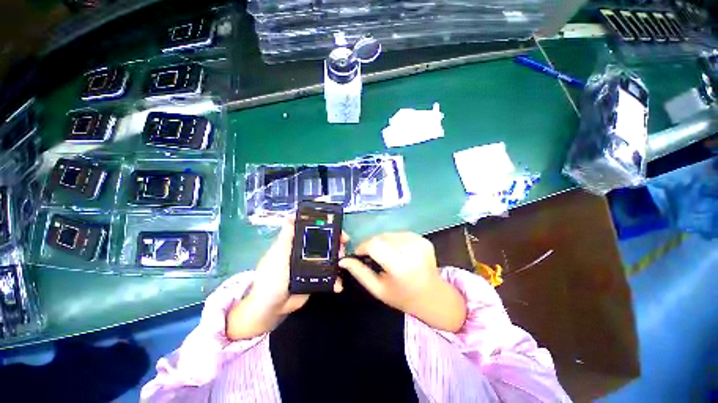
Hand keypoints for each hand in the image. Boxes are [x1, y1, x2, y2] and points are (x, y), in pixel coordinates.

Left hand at [226, 222, 346, 340]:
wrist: (271, 309)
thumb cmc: (271, 278)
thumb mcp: (278, 254)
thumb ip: (286, 237)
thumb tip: (290, 216)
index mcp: (296, 245)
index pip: (313, 231)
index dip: (326, 228)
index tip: (337, 229)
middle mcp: (305, 253)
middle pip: (325, 244)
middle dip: (336, 243)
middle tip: (344, 246)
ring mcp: (312, 267)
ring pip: (329, 259)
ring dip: (339, 259)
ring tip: (343, 263)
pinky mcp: (316, 280)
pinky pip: (329, 276)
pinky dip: (335, 279)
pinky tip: (338, 283)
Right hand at [339, 232, 466, 331]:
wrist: (434, 297)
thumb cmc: (403, 297)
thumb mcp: (378, 289)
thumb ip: (360, 273)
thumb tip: (343, 260)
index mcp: (399, 265)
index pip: (374, 245)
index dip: (363, 247)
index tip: (359, 254)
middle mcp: (410, 249)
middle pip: (381, 237)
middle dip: (372, 244)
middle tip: (372, 257)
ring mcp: (419, 242)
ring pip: (389, 234)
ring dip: (383, 242)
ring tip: (386, 256)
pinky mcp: (423, 239)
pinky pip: (400, 234)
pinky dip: (394, 241)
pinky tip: (398, 253)